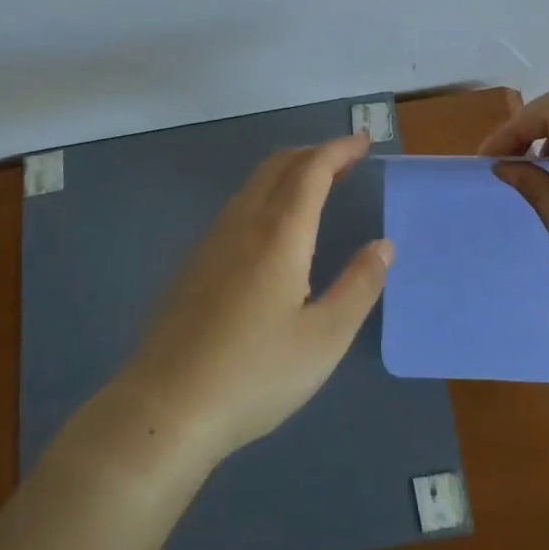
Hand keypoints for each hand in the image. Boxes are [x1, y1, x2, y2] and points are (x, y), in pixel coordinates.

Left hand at [115, 134, 391, 465]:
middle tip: (347, 160)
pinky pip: (239, 206)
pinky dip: (268, 193)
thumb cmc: (255, 375)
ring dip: (290, 171)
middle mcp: (244, 223)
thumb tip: (383, 245)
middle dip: (315, 153)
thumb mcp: (324, 339)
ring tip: (318, 186)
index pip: (313, 170)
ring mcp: (212, 240)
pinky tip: (274, 227)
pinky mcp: (194, 262)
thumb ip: (358, 287)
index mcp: (280, 233)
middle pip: (279, 164)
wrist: (165, 408)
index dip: (339, 149)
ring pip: (255, 183)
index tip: (364, 141)